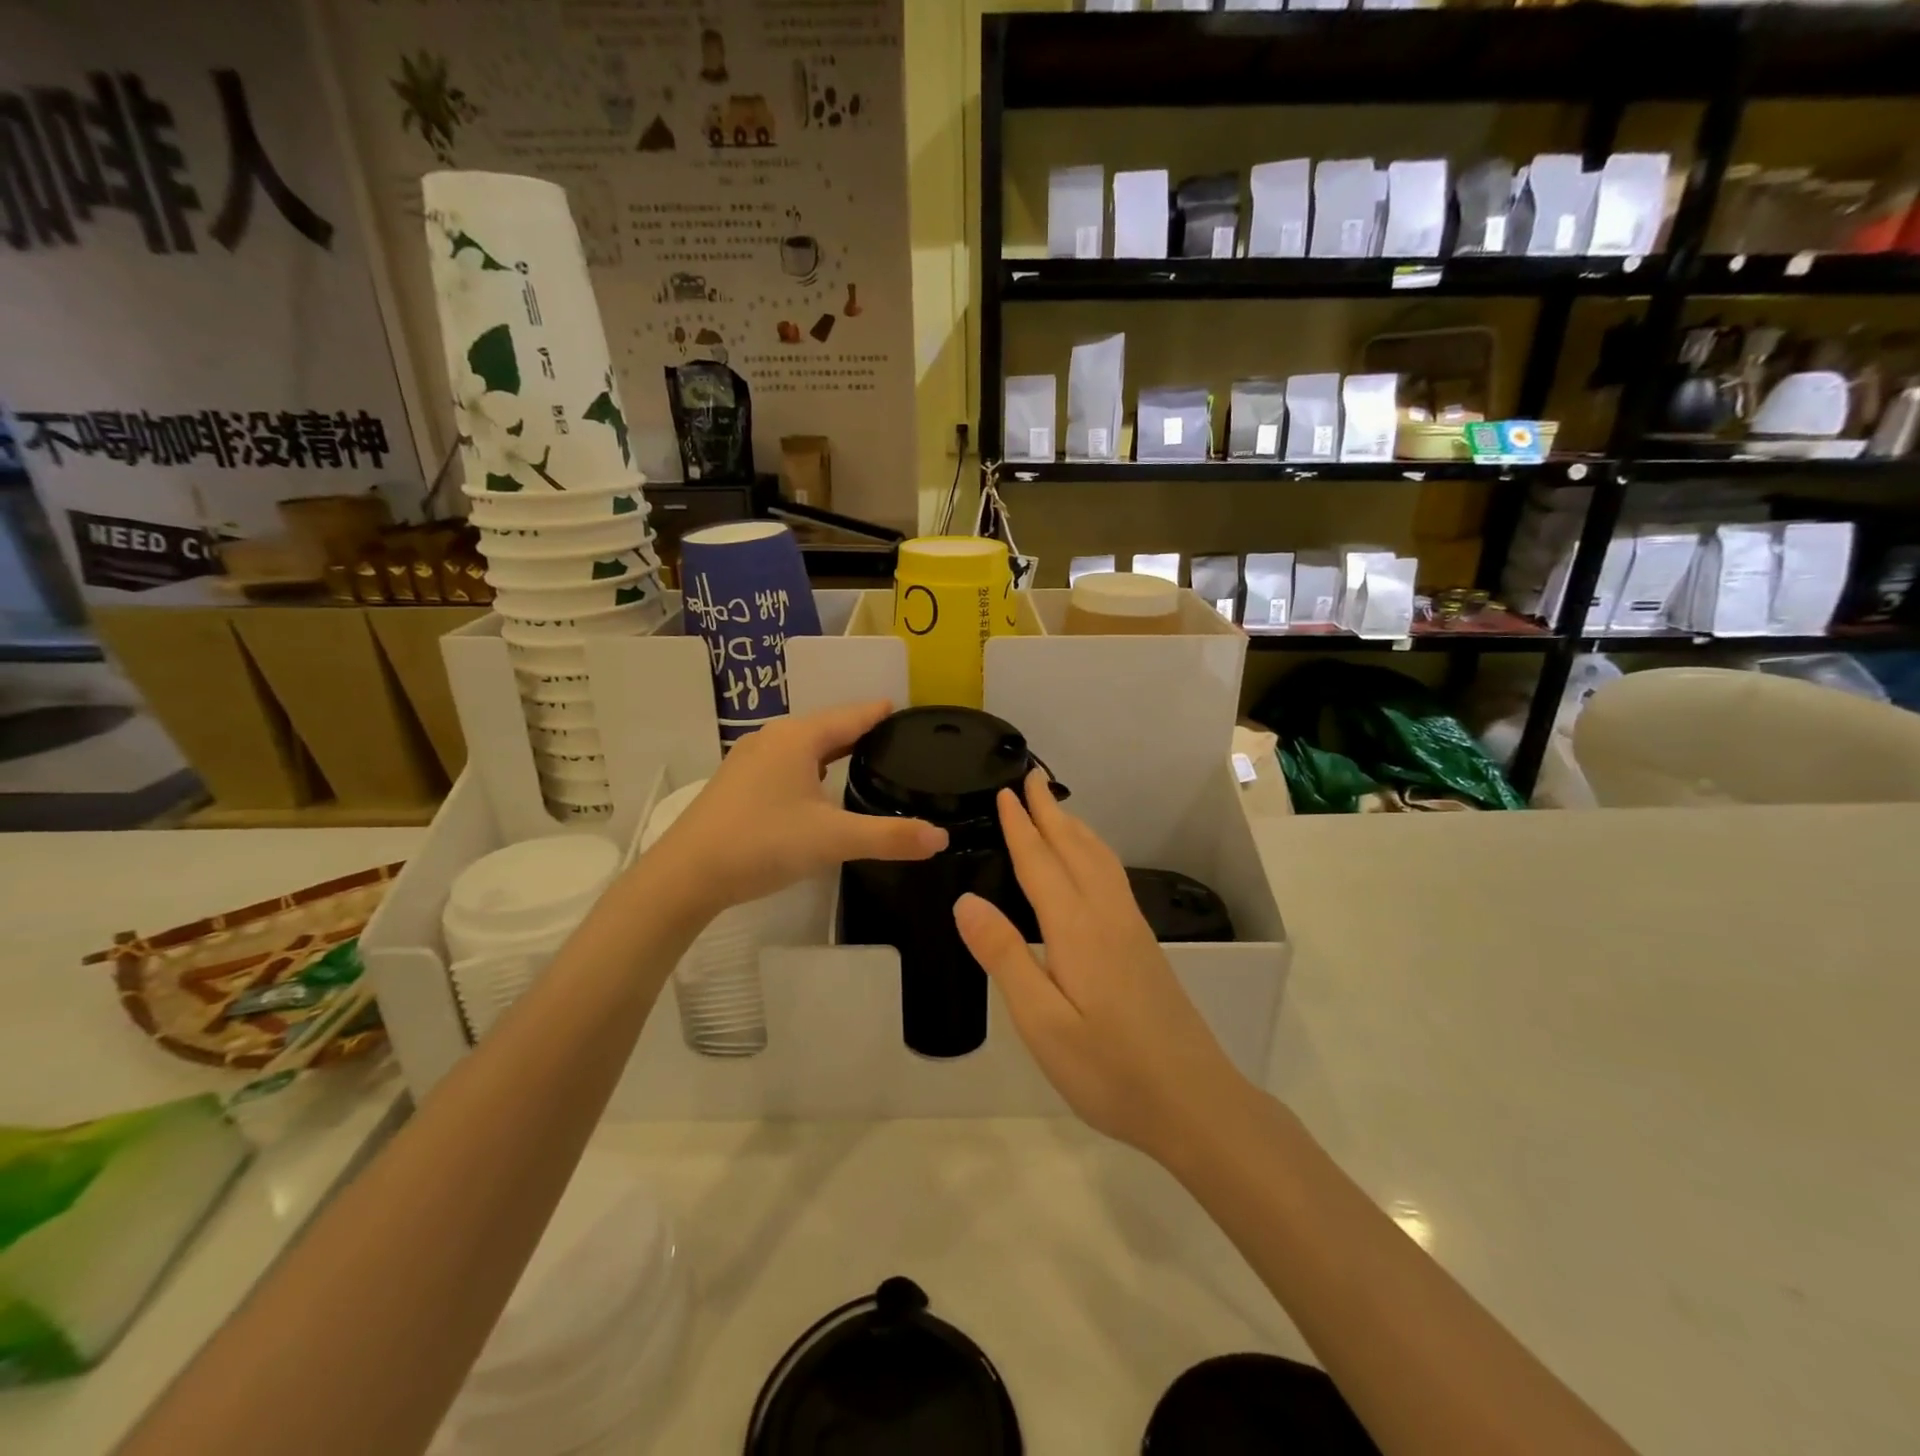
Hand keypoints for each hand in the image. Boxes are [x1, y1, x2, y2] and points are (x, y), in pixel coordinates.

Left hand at [649, 701, 946, 915]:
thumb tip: (942, 838)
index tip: (910, 713)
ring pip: (805, 744)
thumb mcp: (832, 840)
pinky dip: (812, 765)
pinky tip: (819, 786)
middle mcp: (774, 737)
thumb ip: (889, 837)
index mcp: (799, 738)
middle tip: (898, 741)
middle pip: (829, 725)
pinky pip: (787, 761)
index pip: (853, 715)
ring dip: (835, 748)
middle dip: (862, 730)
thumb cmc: (762, 843)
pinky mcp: (738, 782)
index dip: (883, 713)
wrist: (685, 874)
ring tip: (866, 759)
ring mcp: (750, 758)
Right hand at [953, 771, 1249, 1161]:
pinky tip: (1092, 864)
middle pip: (1074, 849)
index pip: (1040, 862)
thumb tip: (966, 900)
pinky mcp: (1144, 946)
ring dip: (1075, 827)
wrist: (1193, 1101)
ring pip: (1100, 860)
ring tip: (1057, 808)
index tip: (1005, 790)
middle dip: (1049, 812)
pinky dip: (1095, 852)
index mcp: (1076, 928)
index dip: (1020, 825)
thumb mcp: (1042, 1022)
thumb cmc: (1109, 1069)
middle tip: (1030, 776)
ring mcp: (1131, 929)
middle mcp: (1107, 916)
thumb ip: (1005, 956)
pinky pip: (1112, 878)